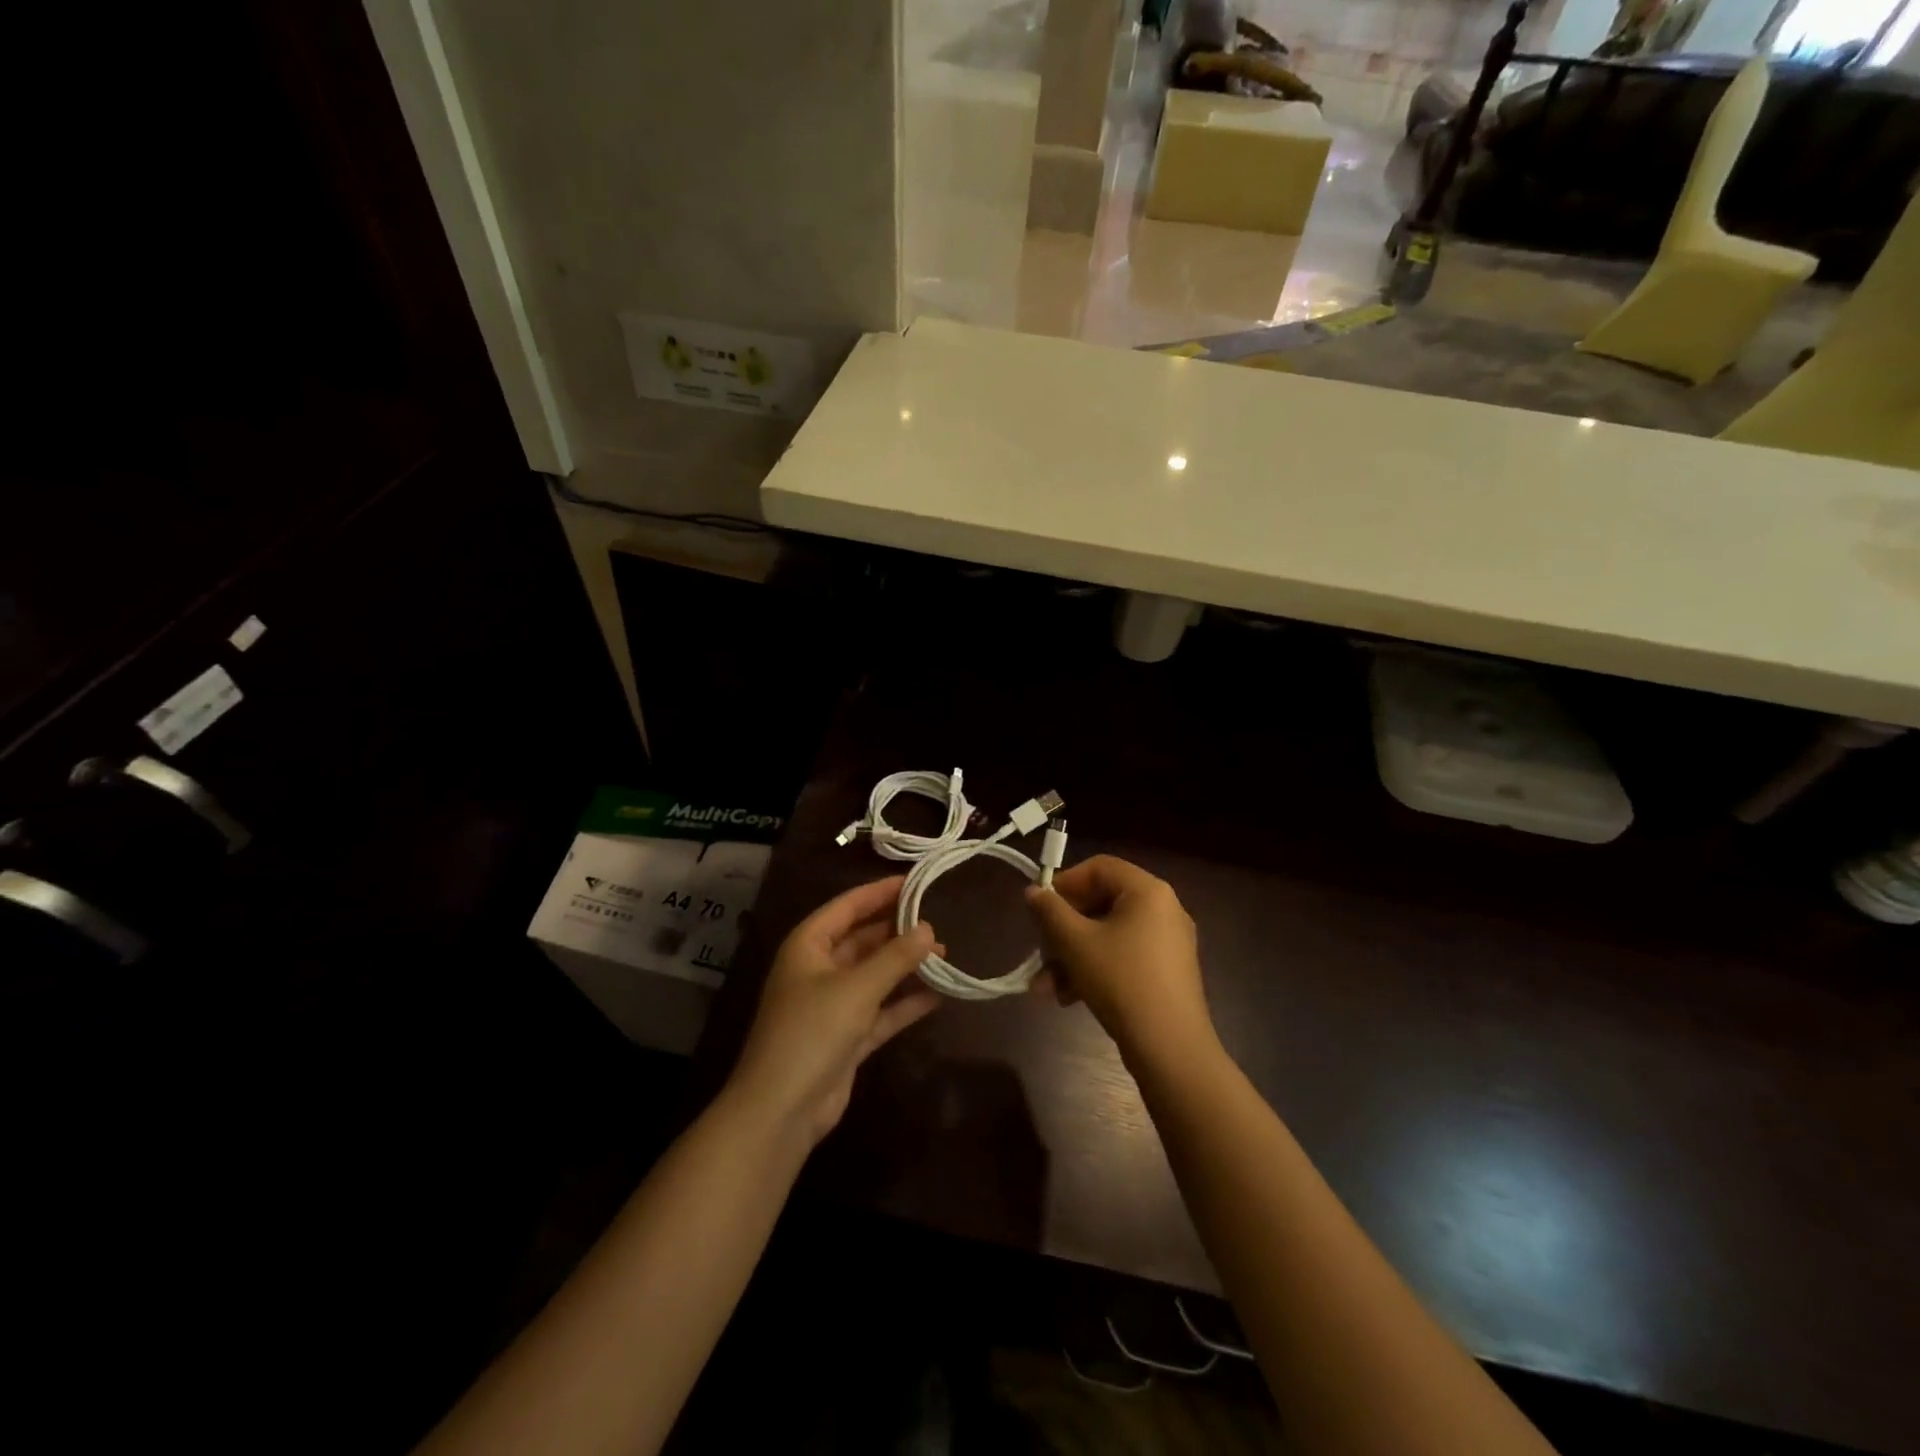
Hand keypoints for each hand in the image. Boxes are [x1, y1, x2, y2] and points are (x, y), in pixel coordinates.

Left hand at [726, 876, 943, 1146]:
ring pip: (875, 974)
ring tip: (945, 954)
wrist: (781, 1110)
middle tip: (939, 920)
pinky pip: (881, 1010)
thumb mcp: (857, 988)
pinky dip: (905, 1002)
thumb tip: (929, 929)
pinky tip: (938, 995)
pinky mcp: (847, 1036)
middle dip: (898, 931)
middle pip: (863, 939)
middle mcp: (819, 969)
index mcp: (808, 946)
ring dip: (906, 966)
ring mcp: (833, 1004)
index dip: (880, 892)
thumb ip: (895, 957)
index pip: (848, 906)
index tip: (916, 881)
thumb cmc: (812, 1032)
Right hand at [1025, 855, 1213, 1063]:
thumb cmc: (1121, 981)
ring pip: (1107, 935)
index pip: (1098, 867)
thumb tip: (1033, 892)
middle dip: (1063, 931)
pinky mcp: (1166, 972)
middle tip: (1040, 952)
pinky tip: (1068, 999)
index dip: (1064, 883)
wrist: (1170, 1048)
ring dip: (1072, 956)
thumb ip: (1050, 911)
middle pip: (1101, 904)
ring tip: (1045, 988)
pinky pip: (1123, 956)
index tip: (1039, 908)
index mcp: (1148, 891)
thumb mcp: (1075, 943)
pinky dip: (1094, 970)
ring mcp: (1168, 942)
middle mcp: (1163, 909)